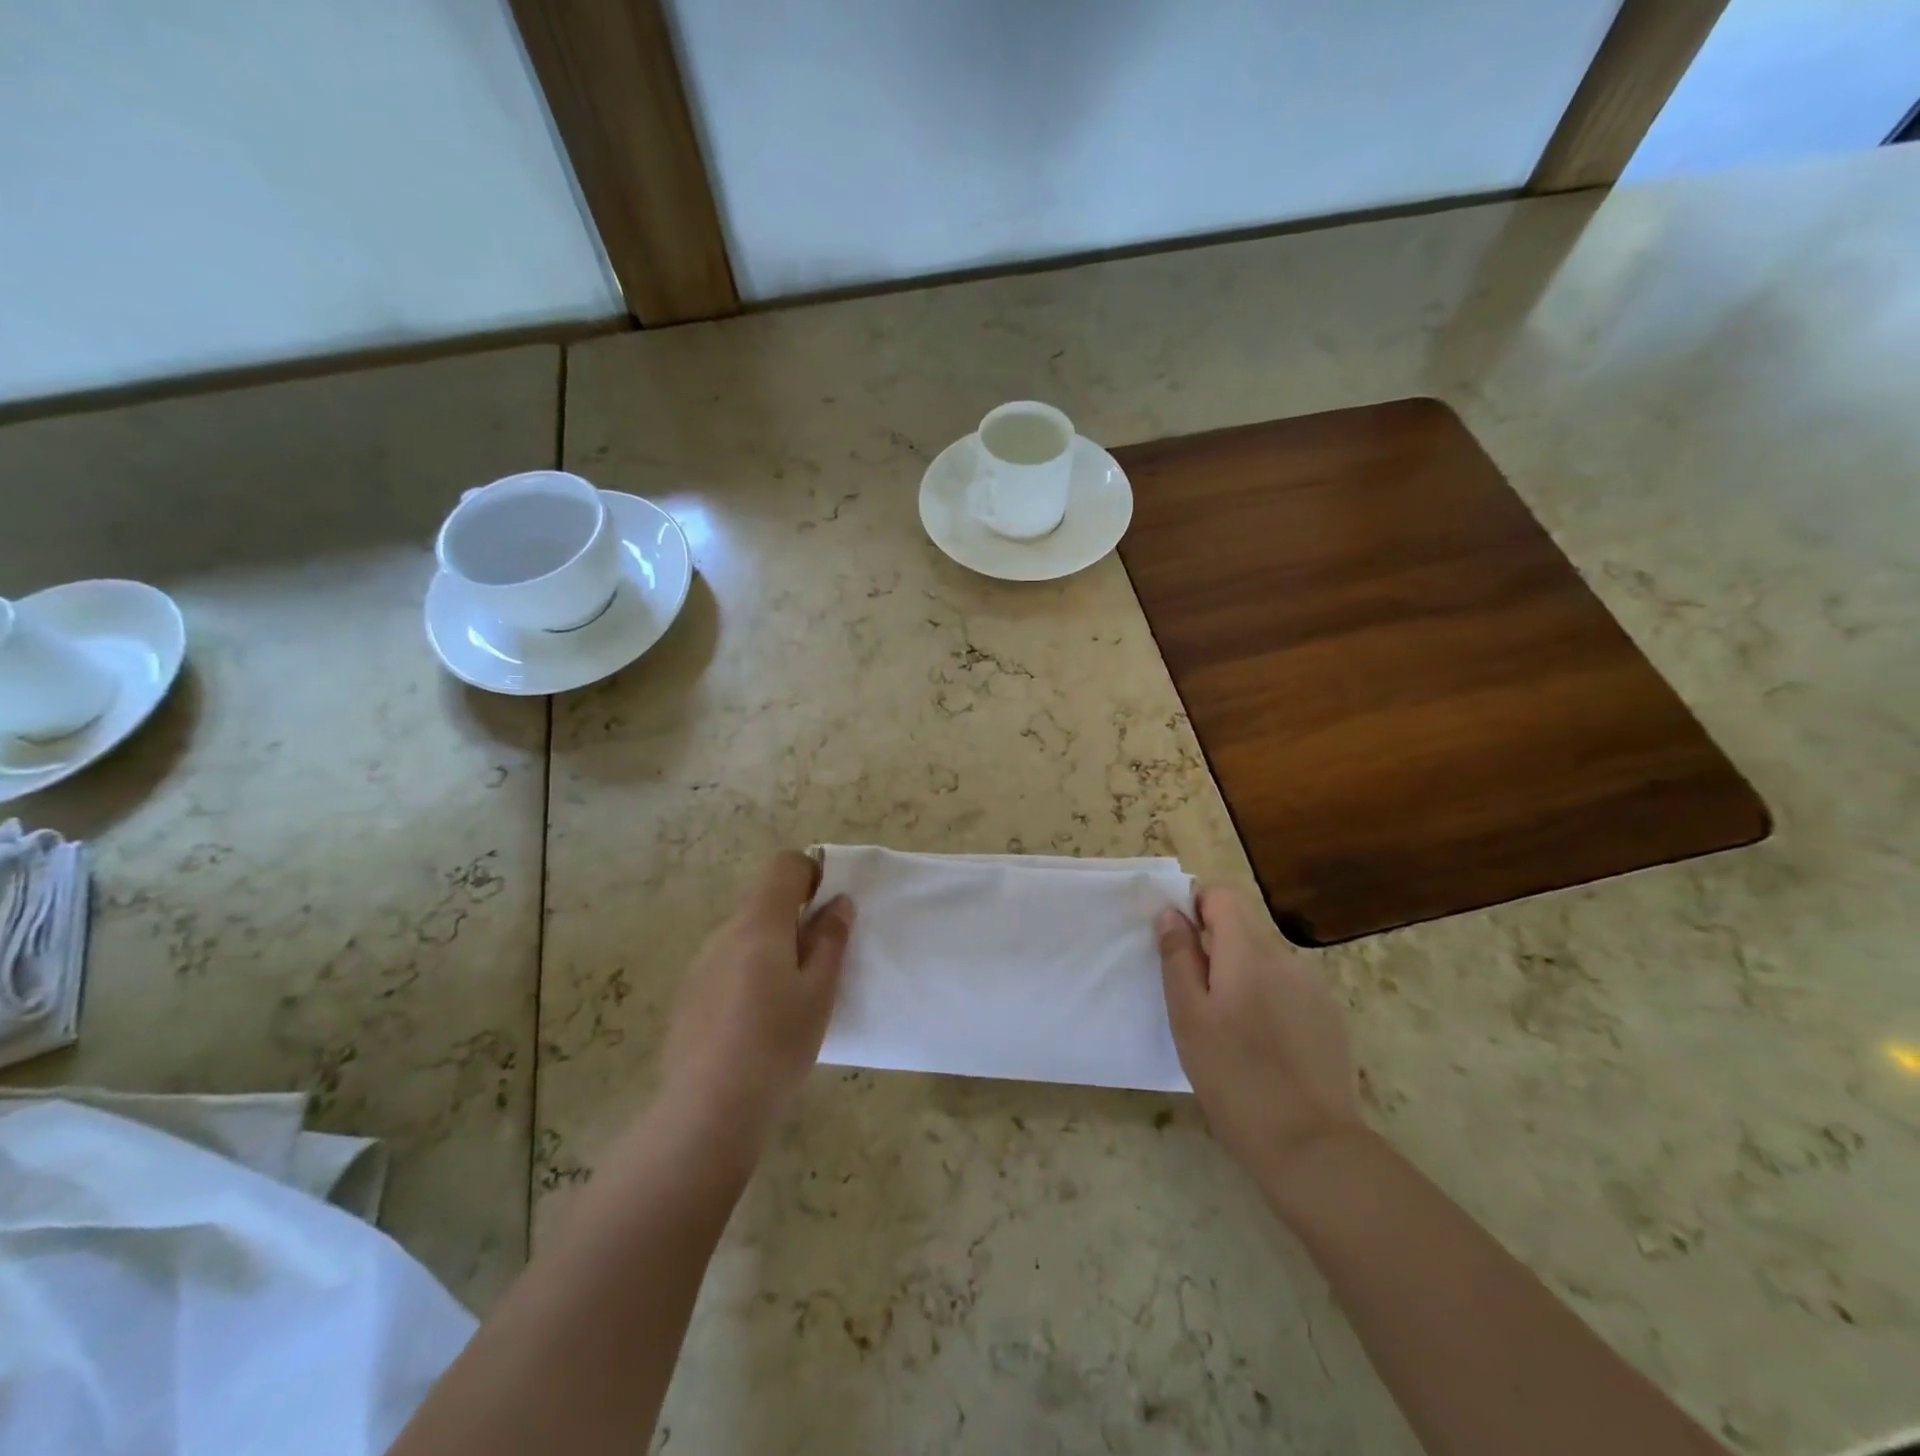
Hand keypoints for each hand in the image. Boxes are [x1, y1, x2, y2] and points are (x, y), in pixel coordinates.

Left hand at [659, 851, 852, 1154]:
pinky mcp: (688, 995)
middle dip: (795, 917)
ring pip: (744, 935)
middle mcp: (724, 933)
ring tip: (790, 999)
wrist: (707, 1111)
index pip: (783, 866)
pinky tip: (757, 1022)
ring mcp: (700, 964)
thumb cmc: (776, 1044)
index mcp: (759, 924)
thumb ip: (831, 940)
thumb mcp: (819, 992)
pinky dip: (749, 973)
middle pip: (763, 901)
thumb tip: (838, 902)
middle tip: (820, 961)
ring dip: (771, 947)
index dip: (811, 873)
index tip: (830, 907)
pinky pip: (726, 964)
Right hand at [1156, 886, 1364, 1178]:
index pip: (1221, 894)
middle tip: (1193, 999)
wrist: (1312, 1147)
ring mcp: (1314, 989)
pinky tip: (1261, 1047)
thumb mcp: (1188, 1017)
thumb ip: (1178, 957)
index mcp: (1249, 951)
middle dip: (1213, 949)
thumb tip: (1170, 913)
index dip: (1194, 907)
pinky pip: (1287, 990)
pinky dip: (1266, 1001)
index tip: (1177, 944)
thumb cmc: (1234, 1078)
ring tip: (1227, 1030)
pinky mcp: (1330, 1019)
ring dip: (1239, 977)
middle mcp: (1286, 959)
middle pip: (1242, 929)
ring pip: (1263, 962)